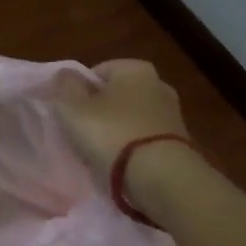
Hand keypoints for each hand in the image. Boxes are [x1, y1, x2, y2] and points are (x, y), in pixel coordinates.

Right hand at [52, 60, 195, 217]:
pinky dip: (134, 148)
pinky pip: (146, 139)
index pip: (97, 72)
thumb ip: (65, 86)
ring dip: (117, 131)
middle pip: (117, 95)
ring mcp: (173, 114)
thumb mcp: (73, 108)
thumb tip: (65, 74)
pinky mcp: (180, 142)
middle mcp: (159, 83)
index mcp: (135, 68)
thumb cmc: (112, 134)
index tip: (70, 115)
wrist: (162, 177)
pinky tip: (123, 165)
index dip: (79, 92)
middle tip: (82, 134)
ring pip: (132, 118)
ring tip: (101, 154)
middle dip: (100, 111)